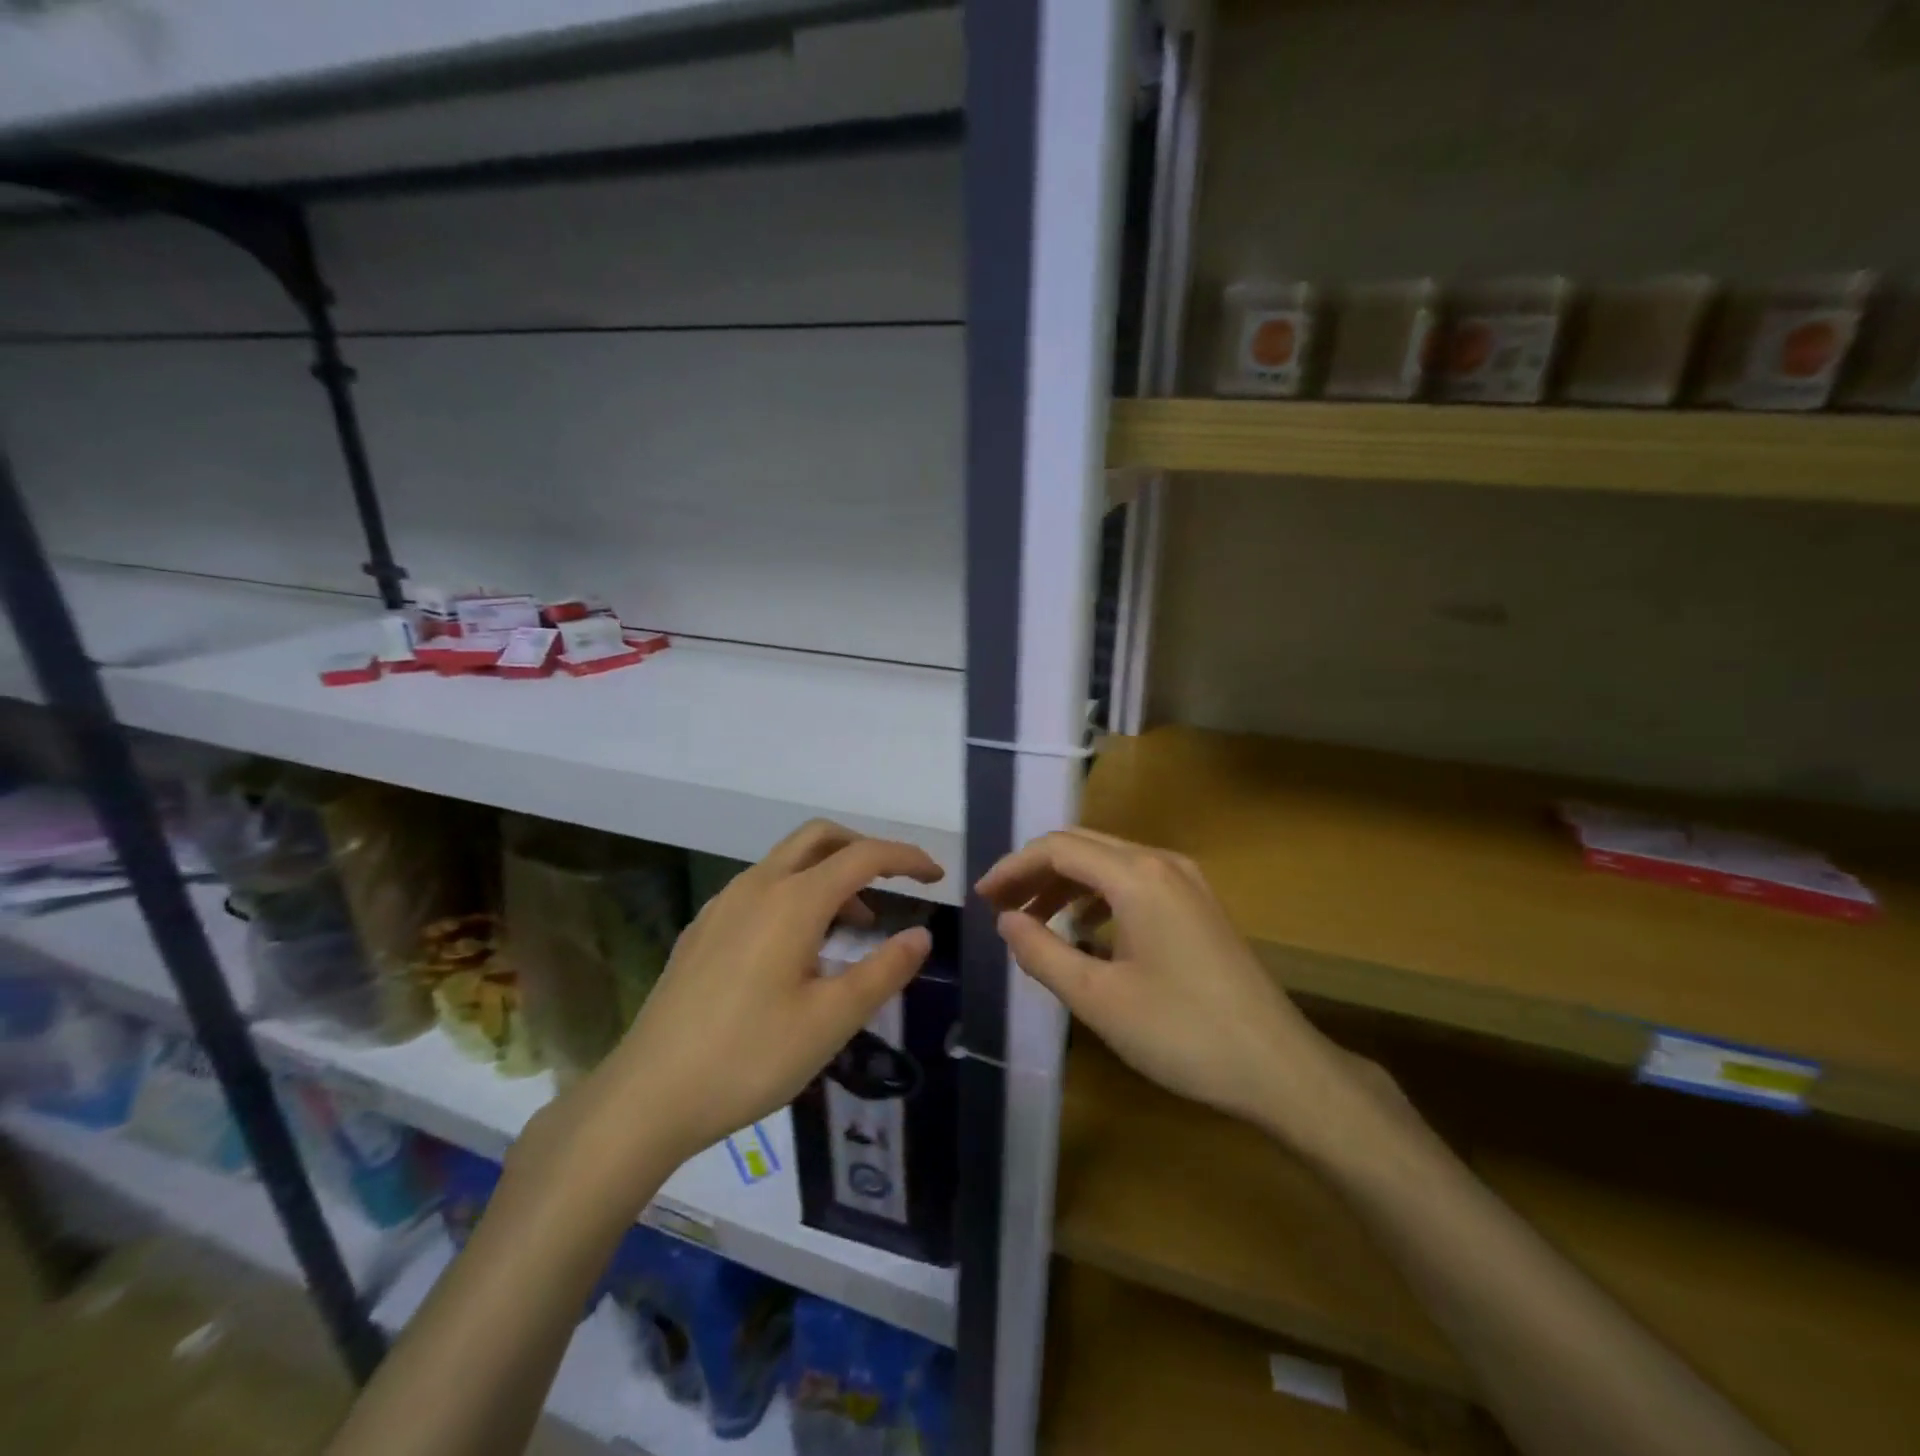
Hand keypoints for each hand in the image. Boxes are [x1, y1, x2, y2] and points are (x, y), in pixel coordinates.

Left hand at [561, 821, 942, 1184]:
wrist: (647, 1095)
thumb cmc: (749, 1057)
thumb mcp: (831, 1021)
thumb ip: (884, 971)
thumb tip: (921, 935)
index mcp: (793, 901)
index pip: (863, 856)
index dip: (906, 859)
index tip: (937, 877)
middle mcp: (757, 886)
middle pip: (820, 838)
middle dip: (864, 849)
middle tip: (895, 884)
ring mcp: (723, 905)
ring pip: (788, 862)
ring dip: (829, 875)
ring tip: (854, 927)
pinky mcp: (703, 928)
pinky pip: (762, 888)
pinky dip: (796, 894)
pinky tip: (798, 948)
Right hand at [979, 828, 1358, 1145]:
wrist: (1280, 1068)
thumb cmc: (1182, 1033)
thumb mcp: (1098, 998)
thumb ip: (1043, 953)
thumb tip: (1006, 920)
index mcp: (1136, 876)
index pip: (1058, 849)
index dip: (1013, 867)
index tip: (981, 898)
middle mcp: (1162, 863)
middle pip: (1083, 847)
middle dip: (1036, 872)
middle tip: (1000, 906)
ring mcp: (1187, 881)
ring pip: (1109, 862)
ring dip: (1066, 883)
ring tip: (1033, 918)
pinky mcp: (1199, 905)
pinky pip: (1135, 881)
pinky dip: (1098, 895)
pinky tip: (1086, 928)